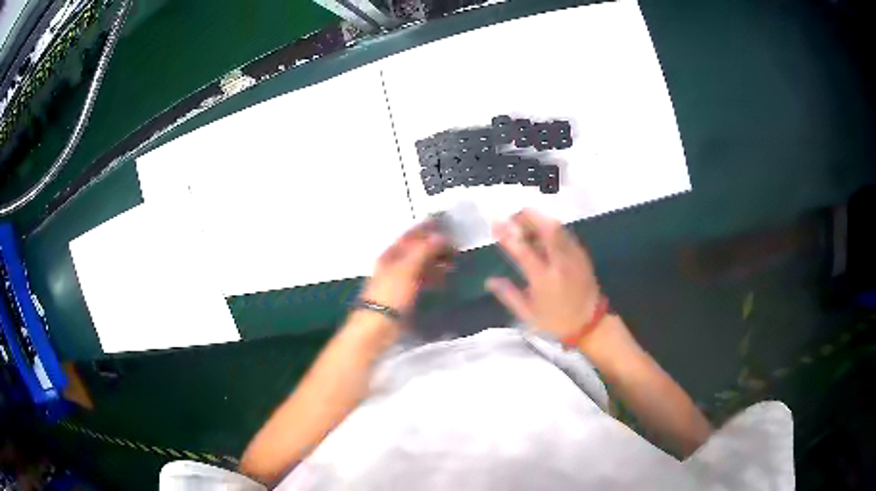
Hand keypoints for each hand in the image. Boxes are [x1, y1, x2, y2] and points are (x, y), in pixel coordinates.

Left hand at [360, 221, 452, 315]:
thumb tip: (440, 236)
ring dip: (436, 262)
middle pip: (417, 250)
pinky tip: (444, 280)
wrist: (378, 326)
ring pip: (421, 265)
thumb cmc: (391, 293)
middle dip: (435, 246)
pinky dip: (433, 277)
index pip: (410, 235)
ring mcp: (400, 281)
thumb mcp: (407, 268)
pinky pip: (422, 281)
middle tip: (455, 245)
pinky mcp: (405, 296)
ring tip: (454, 262)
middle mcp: (394, 264)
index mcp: (391, 254)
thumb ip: (424, 250)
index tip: (444, 223)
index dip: (426, 228)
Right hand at [486, 209, 600, 340]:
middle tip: (513, 218)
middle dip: (528, 216)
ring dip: (539, 219)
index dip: (508, 234)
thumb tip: (489, 280)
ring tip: (524, 224)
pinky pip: (564, 233)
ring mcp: (574, 256)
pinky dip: (550, 228)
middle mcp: (561, 263)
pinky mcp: (582, 254)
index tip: (495, 223)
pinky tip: (541, 235)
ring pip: (558, 226)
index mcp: (544, 279)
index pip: (524, 250)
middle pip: (547, 228)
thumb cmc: (557, 321)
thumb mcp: (528, 314)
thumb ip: (509, 294)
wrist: (590, 324)